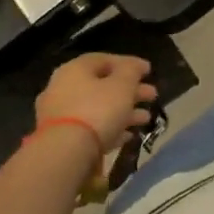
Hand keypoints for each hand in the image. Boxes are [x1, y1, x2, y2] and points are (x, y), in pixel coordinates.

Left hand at [34, 54, 157, 158]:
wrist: (66, 153)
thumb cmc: (98, 109)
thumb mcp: (123, 84)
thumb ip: (131, 70)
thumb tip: (135, 65)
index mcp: (75, 69)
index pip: (104, 59)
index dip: (129, 63)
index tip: (148, 71)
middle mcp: (63, 88)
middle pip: (102, 85)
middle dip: (130, 90)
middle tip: (152, 95)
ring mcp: (60, 115)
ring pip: (98, 108)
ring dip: (124, 111)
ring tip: (146, 118)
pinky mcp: (63, 139)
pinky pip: (91, 129)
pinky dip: (110, 129)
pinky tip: (128, 135)